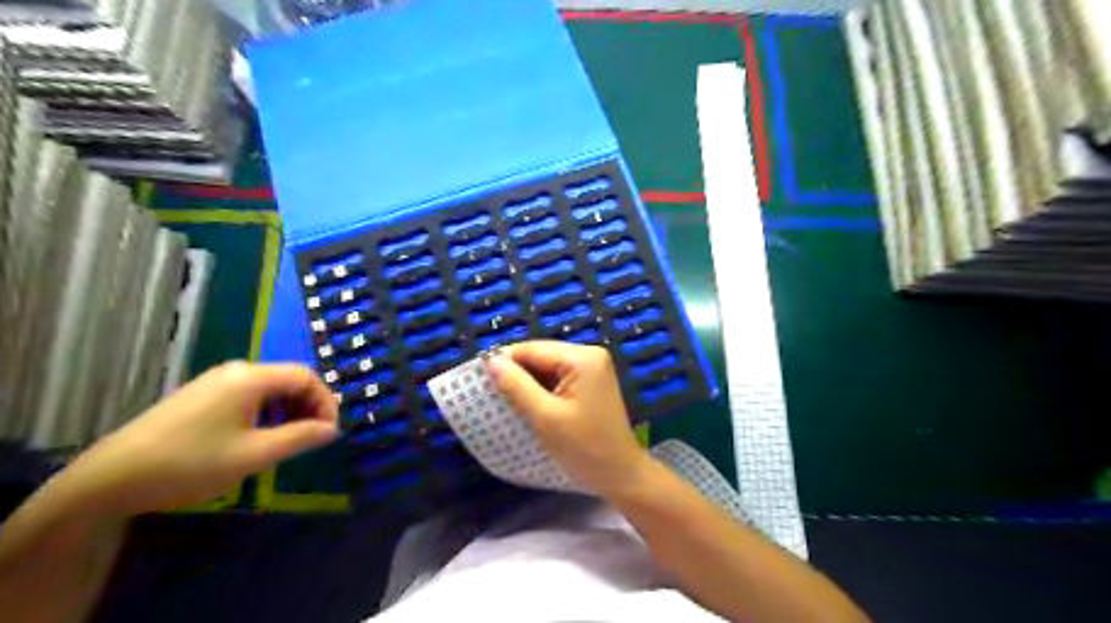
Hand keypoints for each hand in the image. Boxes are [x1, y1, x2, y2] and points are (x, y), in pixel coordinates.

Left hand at [44, 362, 338, 518]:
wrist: (108, 480)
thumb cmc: (190, 463)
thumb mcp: (254, 455)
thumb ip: (300, 437)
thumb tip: (332, 429)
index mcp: (251, 378)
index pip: (306, 377)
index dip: (326, 401)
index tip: (329, 431)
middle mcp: (236, 371)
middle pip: (289, 379)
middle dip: (308, 406)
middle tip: (313, 437)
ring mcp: (215, 382)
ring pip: (269, 389)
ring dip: (288, 411)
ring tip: (289, 440)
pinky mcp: (201, 396)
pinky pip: (249, 396)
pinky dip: (266, 412)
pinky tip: (258, 437)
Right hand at [486, 342, 652, 495]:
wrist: (620, 475)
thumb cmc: (584, 448)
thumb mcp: (545, 417)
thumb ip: (516, 386)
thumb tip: (491, 360)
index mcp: (582, 358)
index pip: (533, 349)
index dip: (505, 361)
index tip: (478, 378)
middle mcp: (590, 355)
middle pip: (541, 355)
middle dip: (516, 372)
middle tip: (490, 392)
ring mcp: (592, 369)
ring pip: (548, 367)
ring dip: (527, 382)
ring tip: (505, 400)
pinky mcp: (591, 383)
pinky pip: (558, 378)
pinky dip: (541, 389)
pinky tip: (528, 404)